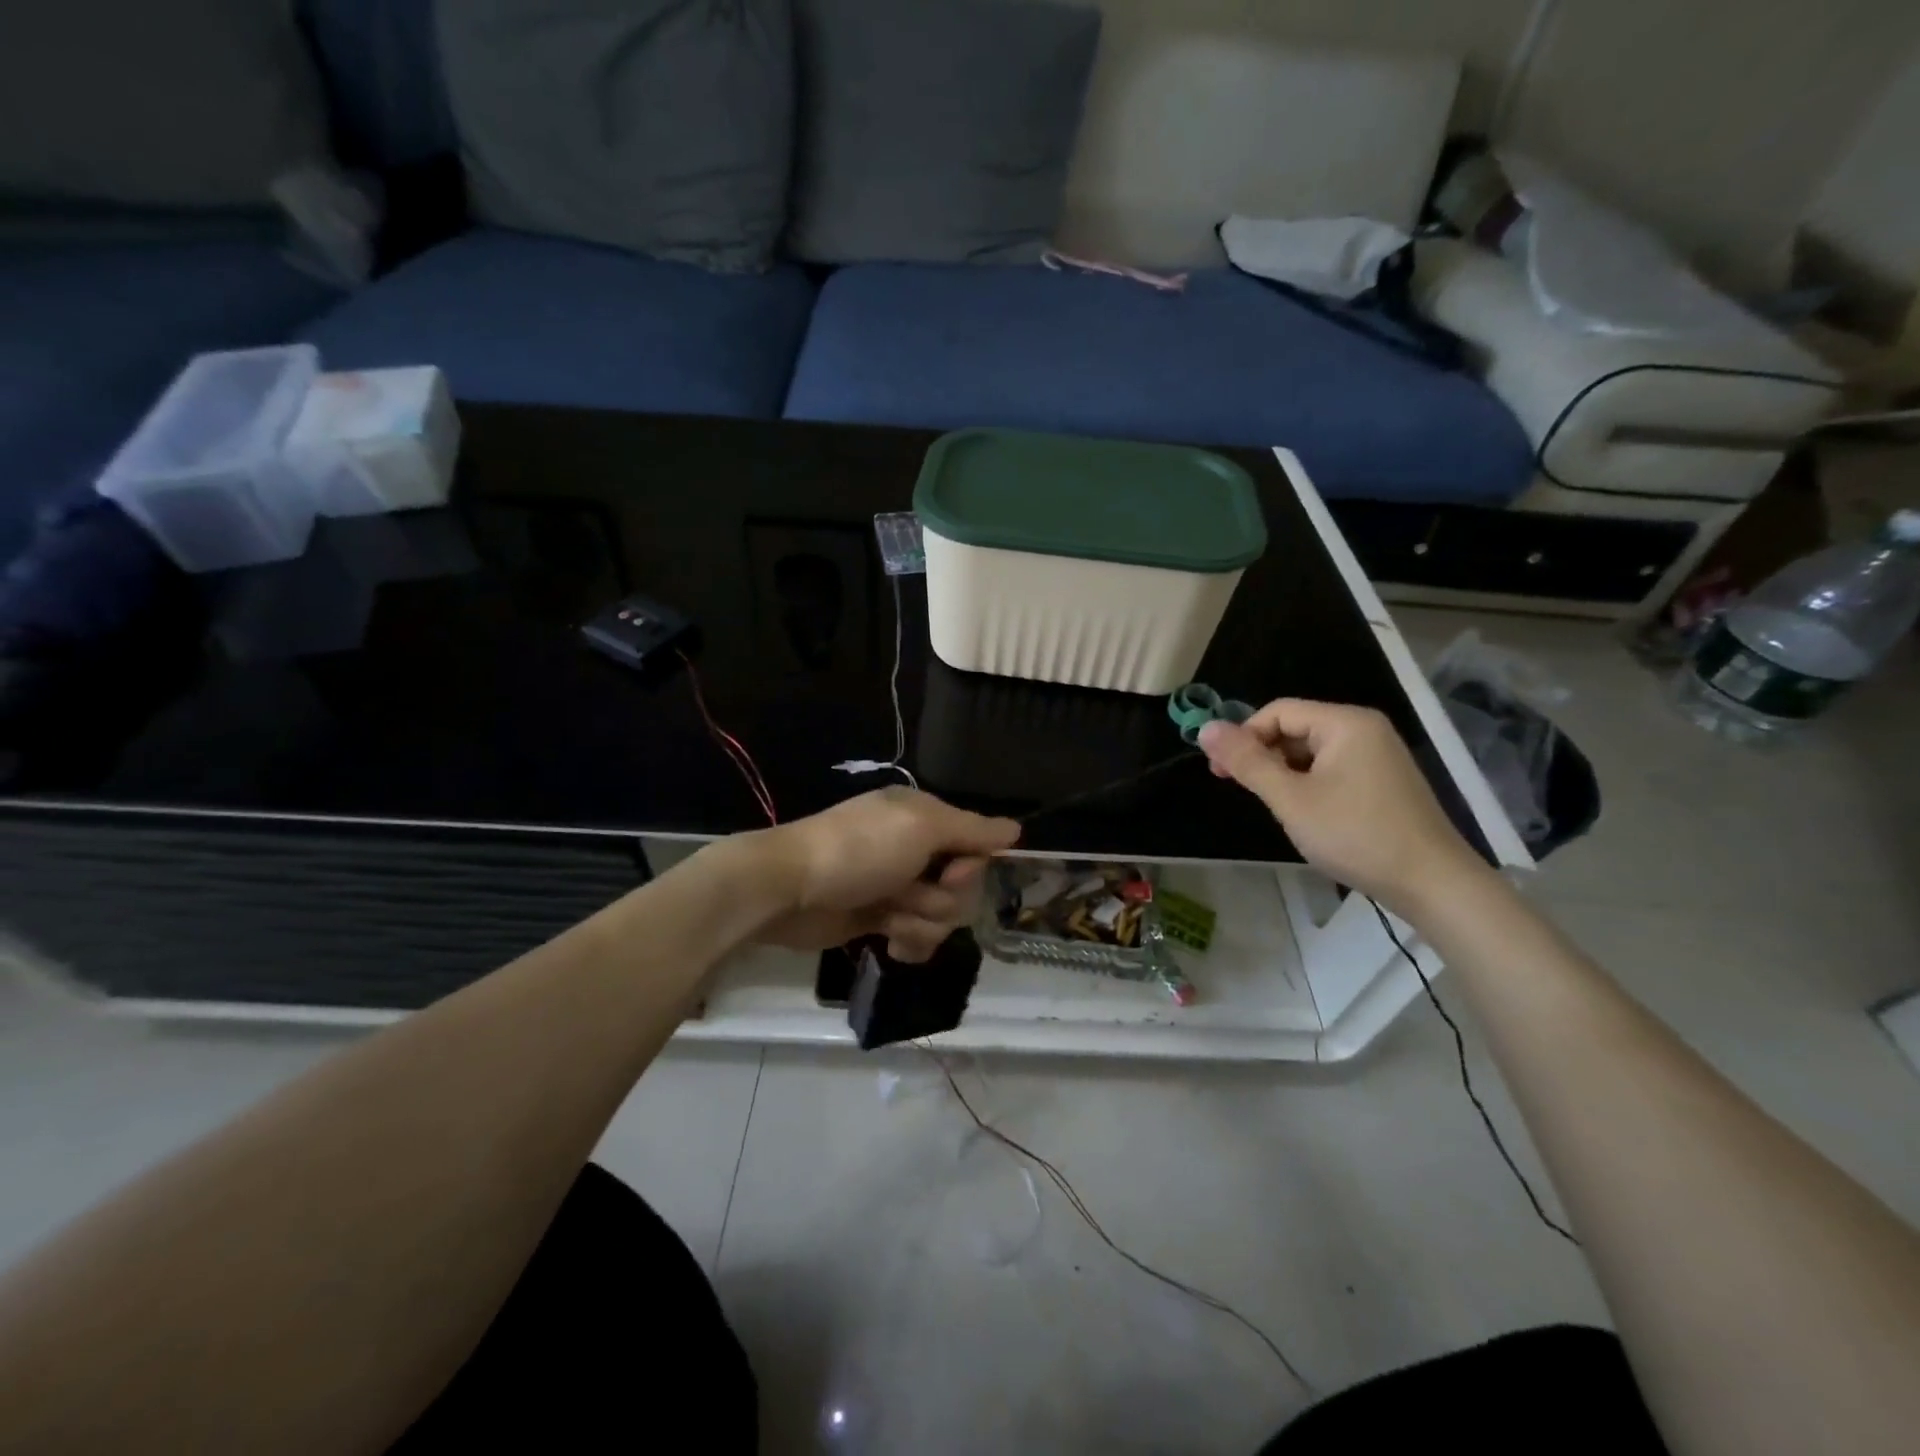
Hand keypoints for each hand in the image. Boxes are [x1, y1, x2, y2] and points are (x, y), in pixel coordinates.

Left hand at [757, 788, 1021, 961]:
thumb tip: (1016, 829)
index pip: (977, 846)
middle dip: (941, 898)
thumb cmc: (858, 850)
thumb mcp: (920, 828)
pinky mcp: (882, 920)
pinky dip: (909, 942)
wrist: (788, 889)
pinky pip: (919, 937)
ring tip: (889, 916)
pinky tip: (889, 942)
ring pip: (943, 917)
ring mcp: (899, 887)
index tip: (950, 872)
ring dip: (920, 921)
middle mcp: (917, 850)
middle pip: (964, 887)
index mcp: (926, 819)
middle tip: (908, 892)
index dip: (969, 867)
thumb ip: (972, 830)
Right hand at [1198, 699, 1486, 913]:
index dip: (1243, 736)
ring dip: (1283, 773)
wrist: (1433, 883)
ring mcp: (1378, 756)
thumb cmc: (1356, 835)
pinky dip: (1307, 784)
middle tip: (1237, 789)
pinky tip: (1303, 813)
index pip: (1278, 712)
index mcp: (1345, 723)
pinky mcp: (1383, 782)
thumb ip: (1247, 762)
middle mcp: (1364, 730)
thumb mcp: (1291, 799)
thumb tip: (1205, 729)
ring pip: (1311, 752)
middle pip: (1295, 728)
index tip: (1219, 772)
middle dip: (1261, 755)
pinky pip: (1331, 769)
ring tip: (1271, 806)